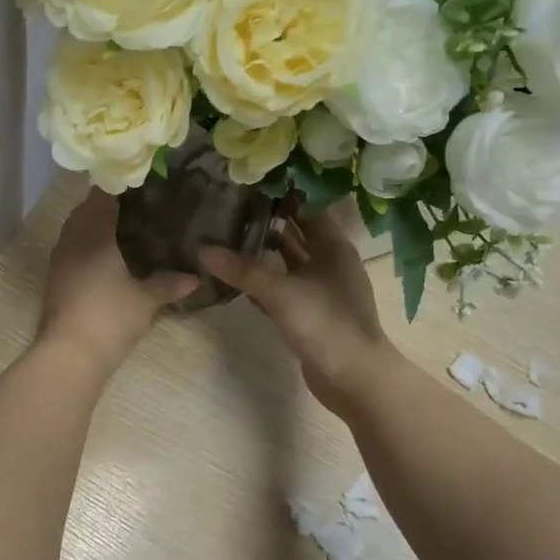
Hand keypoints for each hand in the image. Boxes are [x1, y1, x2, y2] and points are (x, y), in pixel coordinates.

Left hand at [38, 191, 197, 374]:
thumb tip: (195, 277)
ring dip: (95, 225)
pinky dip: (88, 244)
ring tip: (125, 228)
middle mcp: (71, 238)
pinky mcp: (55, 279)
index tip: (142, 183)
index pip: (102, 195)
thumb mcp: (146, 299)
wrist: (69, 354)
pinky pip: (72, 248)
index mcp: (93, 232)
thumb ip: (169, 284)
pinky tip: (108, 256)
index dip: (119, 185)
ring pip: (76, 229)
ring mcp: (59, 259)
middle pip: (86, 209)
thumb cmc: (110, 316)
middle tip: (139, 204)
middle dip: (108, 204)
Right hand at [201, 209, 395, 418]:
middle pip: (298, 231)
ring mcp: (322, 288)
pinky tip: (238, 275)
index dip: (283, 192)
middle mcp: (330, 261)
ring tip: (229, 233)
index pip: (308, 206)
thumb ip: (242, 270)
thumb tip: (203, 249)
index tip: (251, 179)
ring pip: (290, 260)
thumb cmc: (325, 324)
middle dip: (268, 219)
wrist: (355, 379)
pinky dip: (266, 279)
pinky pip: (285, 285)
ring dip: (265, 249)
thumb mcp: (280, 293)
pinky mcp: (312, 311)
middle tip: (231, 203)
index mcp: (333, 246)